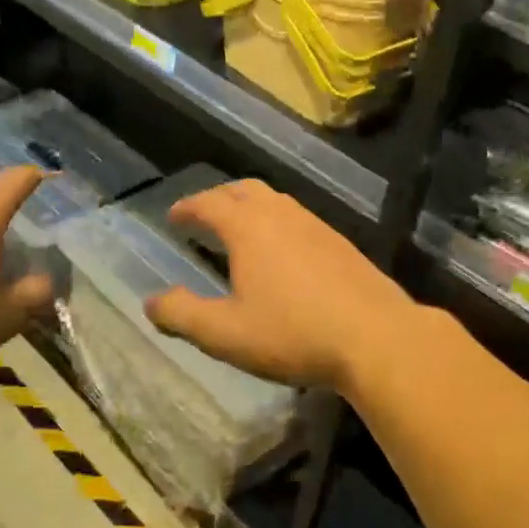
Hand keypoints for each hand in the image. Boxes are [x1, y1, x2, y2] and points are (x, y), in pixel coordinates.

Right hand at [142, 180, 421, 394]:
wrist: (377, 337)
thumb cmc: (294, 333)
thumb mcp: (226, 333)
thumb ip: (183, 315)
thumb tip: (152, 302)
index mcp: (248, 228)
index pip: (209, 203)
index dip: (188, 207)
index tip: (174, 216)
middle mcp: (281, 215)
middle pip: (244, 190)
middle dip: (219, 198)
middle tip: (204, 216)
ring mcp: (316, 226)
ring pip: (276, 201)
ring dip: (251, 208)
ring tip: (241, 231)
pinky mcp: (341, 244)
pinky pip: (299, 219)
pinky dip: (278, 223)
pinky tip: (284, 254)